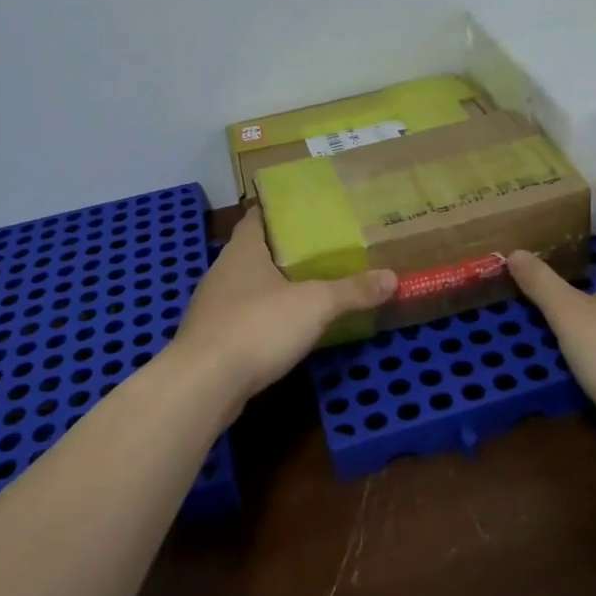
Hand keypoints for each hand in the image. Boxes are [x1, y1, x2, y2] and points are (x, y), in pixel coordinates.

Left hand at [172, 207, 396, 408]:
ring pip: (247, 286)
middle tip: (321, 250)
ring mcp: (213, 306)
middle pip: (254, 251)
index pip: (257, 216)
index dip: (278, 211)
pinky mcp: (211, 339)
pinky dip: (262, 317)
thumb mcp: (315, 305)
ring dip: (272, 286)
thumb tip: (392, 277)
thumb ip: (352, 291)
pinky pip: (242, 317)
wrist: (203, 385)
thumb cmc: (257, 327)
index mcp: (243, 250)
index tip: (306, 211)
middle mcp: (223, 271)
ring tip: (308, 287)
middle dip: (283, 250)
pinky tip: (283, 329)